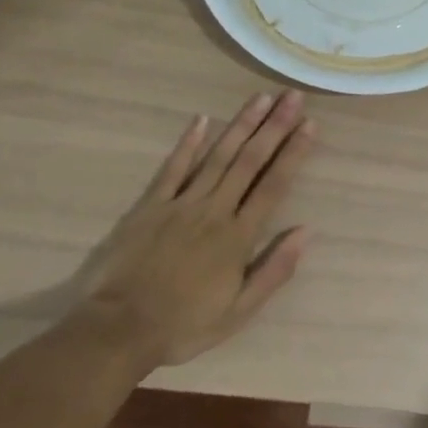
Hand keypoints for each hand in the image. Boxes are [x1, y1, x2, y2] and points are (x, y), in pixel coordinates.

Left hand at [81, 90, 313, 364]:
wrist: (117, 330)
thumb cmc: (183, 325)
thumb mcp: (238, 313)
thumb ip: (273, 271)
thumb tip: (305, 231)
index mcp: (238, 237)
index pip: (273, 186)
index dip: (293, 153)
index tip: (310, 124)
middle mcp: (214, 210)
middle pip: (250, 161)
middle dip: (274, 127)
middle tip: (293, 97)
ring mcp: (181, 203)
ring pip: (218, 156)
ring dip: (241, 125)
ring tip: (261, 98)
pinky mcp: (151, 205)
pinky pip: (173, 167)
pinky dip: (189, 142)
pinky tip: (202, 119)